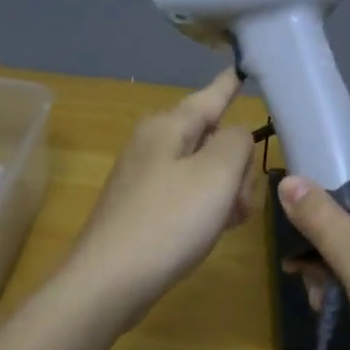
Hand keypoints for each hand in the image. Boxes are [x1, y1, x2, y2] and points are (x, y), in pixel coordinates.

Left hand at [63, 70, 261, 320]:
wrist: (108, 283)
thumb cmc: (168, 221)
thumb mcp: (216, 174)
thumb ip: (237, 142)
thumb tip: (235, 136)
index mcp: (168, 126)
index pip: (210, 96)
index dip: (230, 84)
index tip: (241, 67)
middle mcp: (152, 143)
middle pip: (212, 138)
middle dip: (236, 165)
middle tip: (240, 201)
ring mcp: (144, 176)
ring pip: (203, 170)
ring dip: (225, 192)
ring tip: (228, 222)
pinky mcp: (142, 207)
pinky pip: (187, 194)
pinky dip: (205, 208)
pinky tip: (209, 232)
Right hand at [278, 176, 349, 349]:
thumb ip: (321, 220)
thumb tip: (287, 178)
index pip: (336, 188)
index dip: (308, 213)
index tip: (291, 247)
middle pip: (339, 220)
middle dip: (317, 253)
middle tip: (311, 288)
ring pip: (349, 248)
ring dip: (329, 274)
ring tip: (323, 306)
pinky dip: (348, 286)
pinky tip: (338, 309)